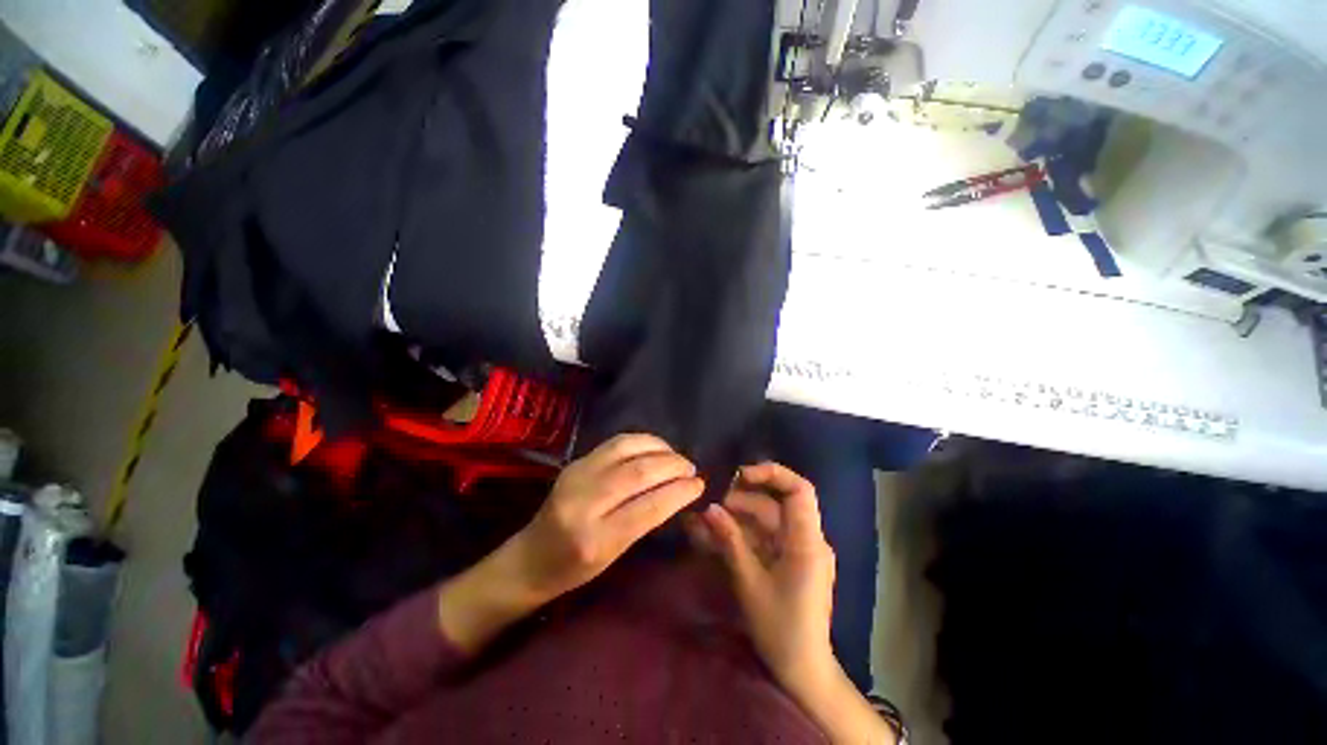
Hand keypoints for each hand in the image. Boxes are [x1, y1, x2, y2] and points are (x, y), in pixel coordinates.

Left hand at [440, 434, 703, 653]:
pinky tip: (654, 448)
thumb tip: (679, 491)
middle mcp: (584, 501)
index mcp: (595, 539)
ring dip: (659, 447)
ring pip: (627, 447)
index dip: (679, 492)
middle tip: (691, 468)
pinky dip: (641, 441)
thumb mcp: (614, 556)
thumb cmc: (574, 570)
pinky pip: (615, 443)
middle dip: (672, 465)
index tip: (699, 484)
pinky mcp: (576, 461)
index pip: (648, 506)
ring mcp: (577, 474)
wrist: (529, 557)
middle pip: (638, 471)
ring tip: (675, 456)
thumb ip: (645, 521)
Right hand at [686, 462, 836, 686]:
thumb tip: (709, 509)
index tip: (740, 475)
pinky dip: (744, 534)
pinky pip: (766, 538)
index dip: (771, 473)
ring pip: (767, 520)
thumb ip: (730, 540)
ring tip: (706, 520)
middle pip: (775, 504)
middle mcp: (808, 539)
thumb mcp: (750, 582)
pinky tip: (719, 535)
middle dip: (742, 500)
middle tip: (711, 506)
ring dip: (738, 518)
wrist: (803, 670)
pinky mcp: (791, 560)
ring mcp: (800, 550)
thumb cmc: (780, 628)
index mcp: (807, 542)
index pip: (799, 490)